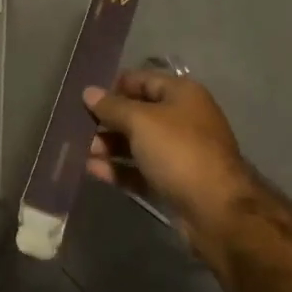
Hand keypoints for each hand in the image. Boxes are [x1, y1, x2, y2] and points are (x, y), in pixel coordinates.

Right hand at [86, 71, 291, 291]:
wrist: (216, 210)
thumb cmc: (179, 152)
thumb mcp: (141, 121)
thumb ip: (113, 106)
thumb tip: (89, 93)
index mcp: (182, 95)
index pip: (143, 80)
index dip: (114, 86)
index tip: (86, 97)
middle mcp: (182, 119)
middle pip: (138, 113)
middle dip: (107, 119)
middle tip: (76, 127)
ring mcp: (179, 153)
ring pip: (137, 143)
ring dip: (109, 145)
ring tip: (80, 150)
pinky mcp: (172, 181)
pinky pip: (140, 169)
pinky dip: (118, 168)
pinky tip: (92, 170)